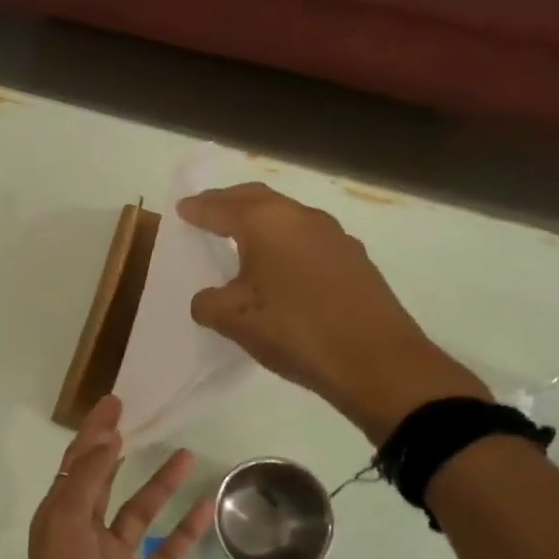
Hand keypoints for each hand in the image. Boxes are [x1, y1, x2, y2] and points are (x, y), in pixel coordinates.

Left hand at [25, 396, 213, 558]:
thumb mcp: (67, 525)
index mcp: (59, 518)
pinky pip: (167, 553)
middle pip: (104, 483)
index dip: (93, 433)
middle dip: (119, 452)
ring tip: (186, 453)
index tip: (115, 403)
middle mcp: (84, 535)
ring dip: (160, 485)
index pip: (78, 464)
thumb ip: (87, 480)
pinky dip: (185, 531)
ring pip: (140, 514)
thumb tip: (106, 437)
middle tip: (143, 420)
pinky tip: (206, 506)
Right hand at [177, 182, 488, 441]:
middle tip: (208, 209)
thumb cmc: (294, 330)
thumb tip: (208, 298)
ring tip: (242, 237)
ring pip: (287, 217)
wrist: (375, 360)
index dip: (199, 208)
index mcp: (267, 222)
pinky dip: (285, 242)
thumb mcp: (234, 320)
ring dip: (261, 221)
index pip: (222, 207)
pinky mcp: (354, 260)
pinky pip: (307, 239)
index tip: (182, 209)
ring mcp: (335, 236)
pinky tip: (281, 266)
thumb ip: (209, 303)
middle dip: (229, 202)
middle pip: (258, 199)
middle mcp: (302, 217)